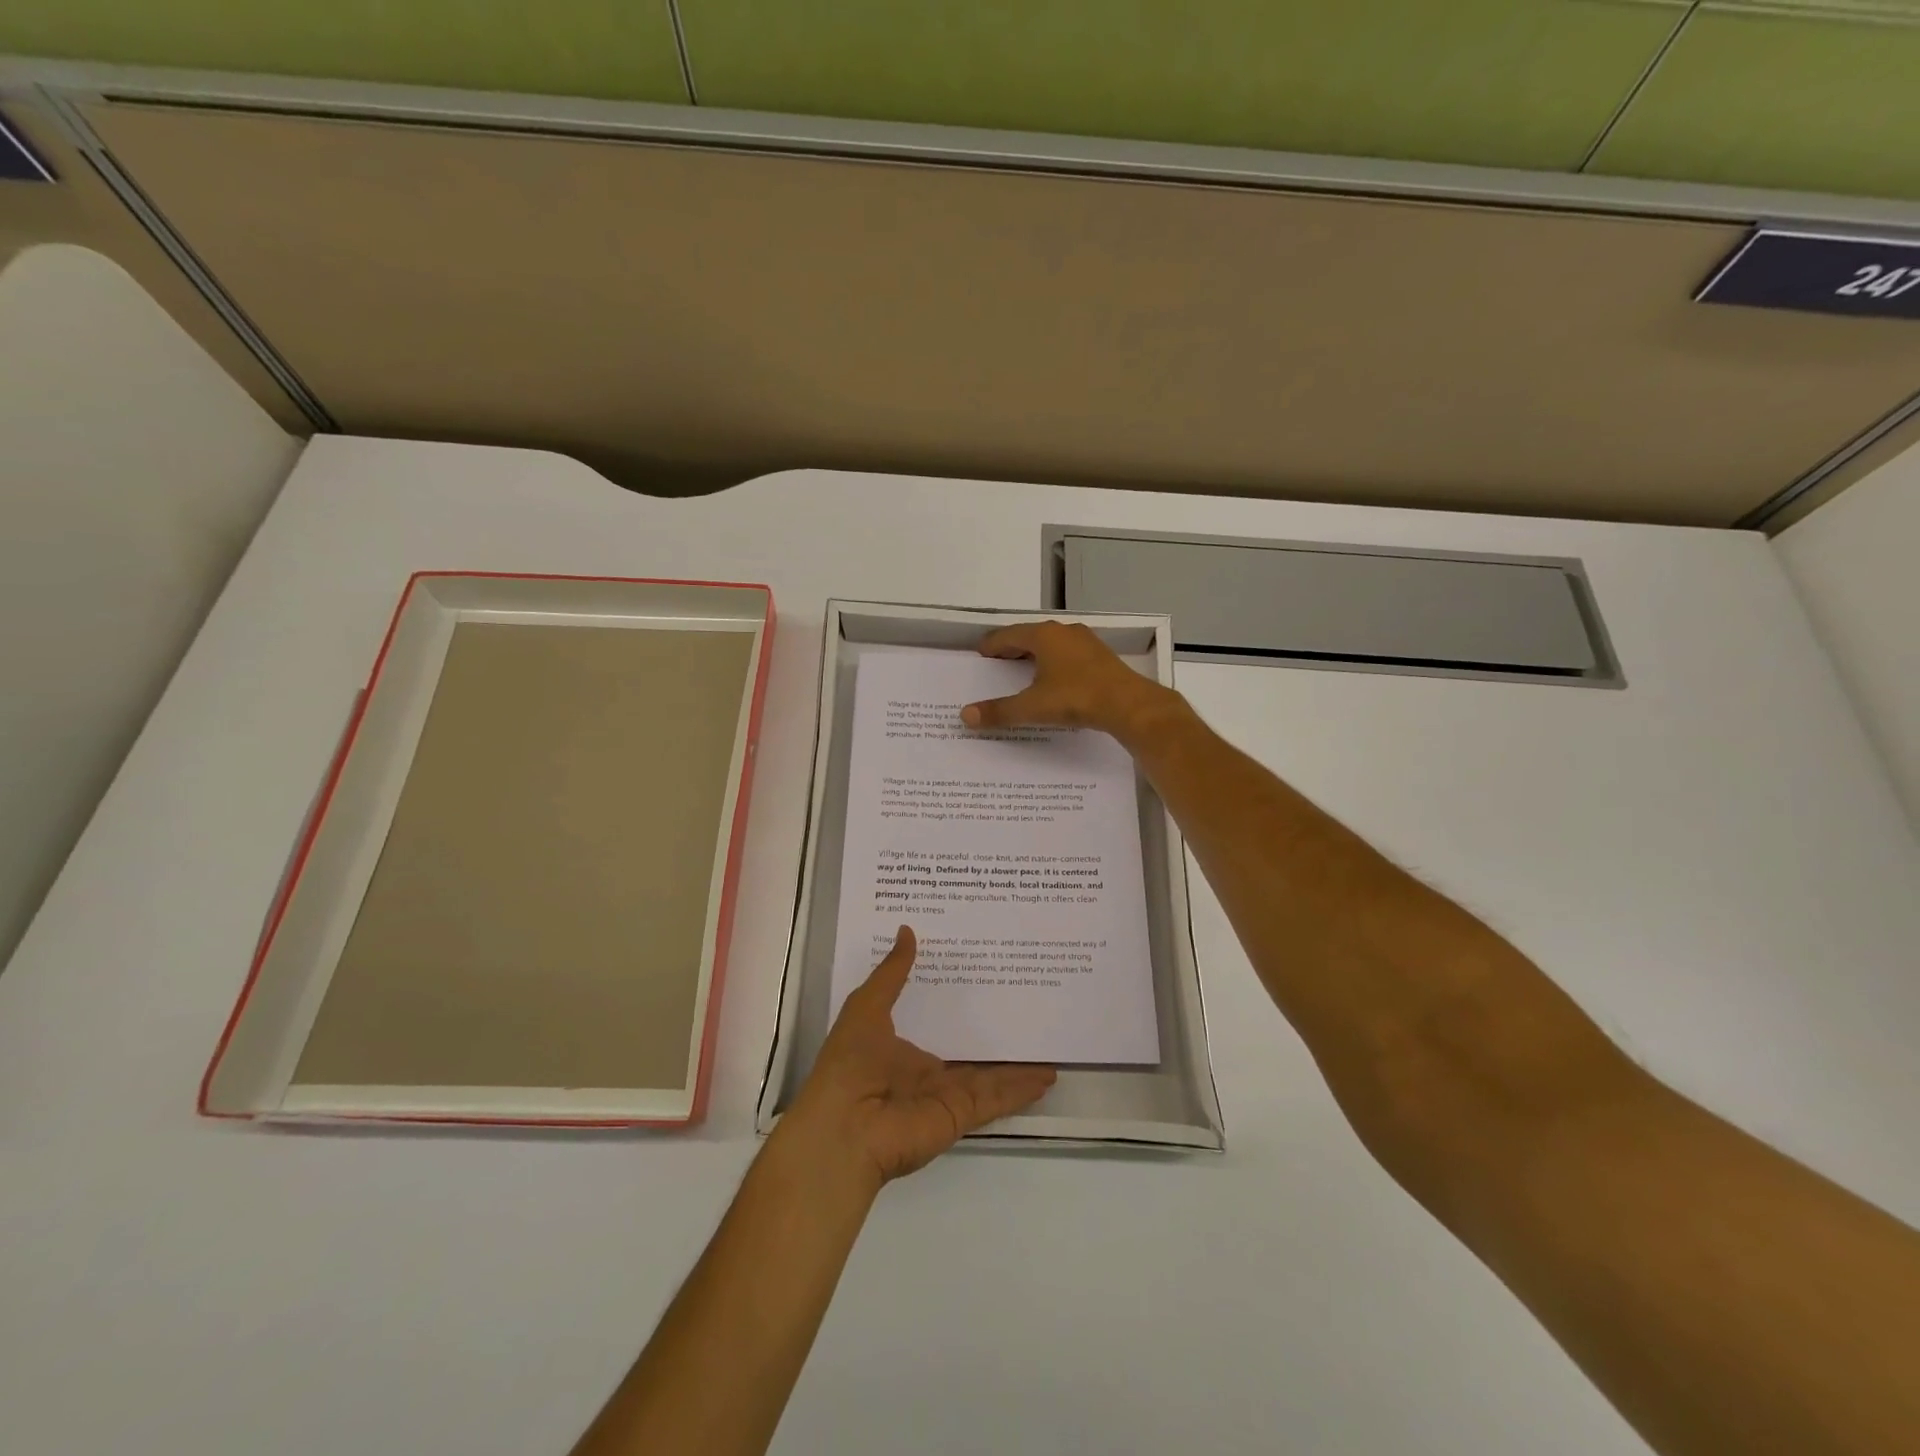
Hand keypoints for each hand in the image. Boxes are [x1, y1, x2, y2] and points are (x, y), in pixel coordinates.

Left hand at [780, 927, 1056, 1188]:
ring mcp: (946, 1095)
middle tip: (1026, 1008)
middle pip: (970, 1052)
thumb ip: (892, 973)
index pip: (938, 1022)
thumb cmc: (850, 1063)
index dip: (959, 1004)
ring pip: (991, 1076)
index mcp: (901, 1049)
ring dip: (1018, 1066)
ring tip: (1048, 1046)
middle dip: (995, 1035)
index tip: (984, 978)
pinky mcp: (961, 1114)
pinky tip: (1047, 1077)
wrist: (844, 1129)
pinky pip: (997, 1098)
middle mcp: (927, 1073)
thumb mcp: (866, 1006)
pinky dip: (1022, 1089)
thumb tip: (907, 930)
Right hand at [960, 620, 1179, 743]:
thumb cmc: (1075, 698)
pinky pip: (1068, 654)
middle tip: (997, 662)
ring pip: (1052, 644)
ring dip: (1035, 655)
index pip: (1008, 635)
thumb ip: (999, 711)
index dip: (992, 645)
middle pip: (1030, 636)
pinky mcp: (1100, 657)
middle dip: (1012, 648)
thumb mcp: (1032, 707)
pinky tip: (1054, 678)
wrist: (1128, 704)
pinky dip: (1054, 662)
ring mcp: (1086, 642)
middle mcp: (1064, 632)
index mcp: (1043, 635)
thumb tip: (965, 715)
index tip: (981, 653)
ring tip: (1022, 670)